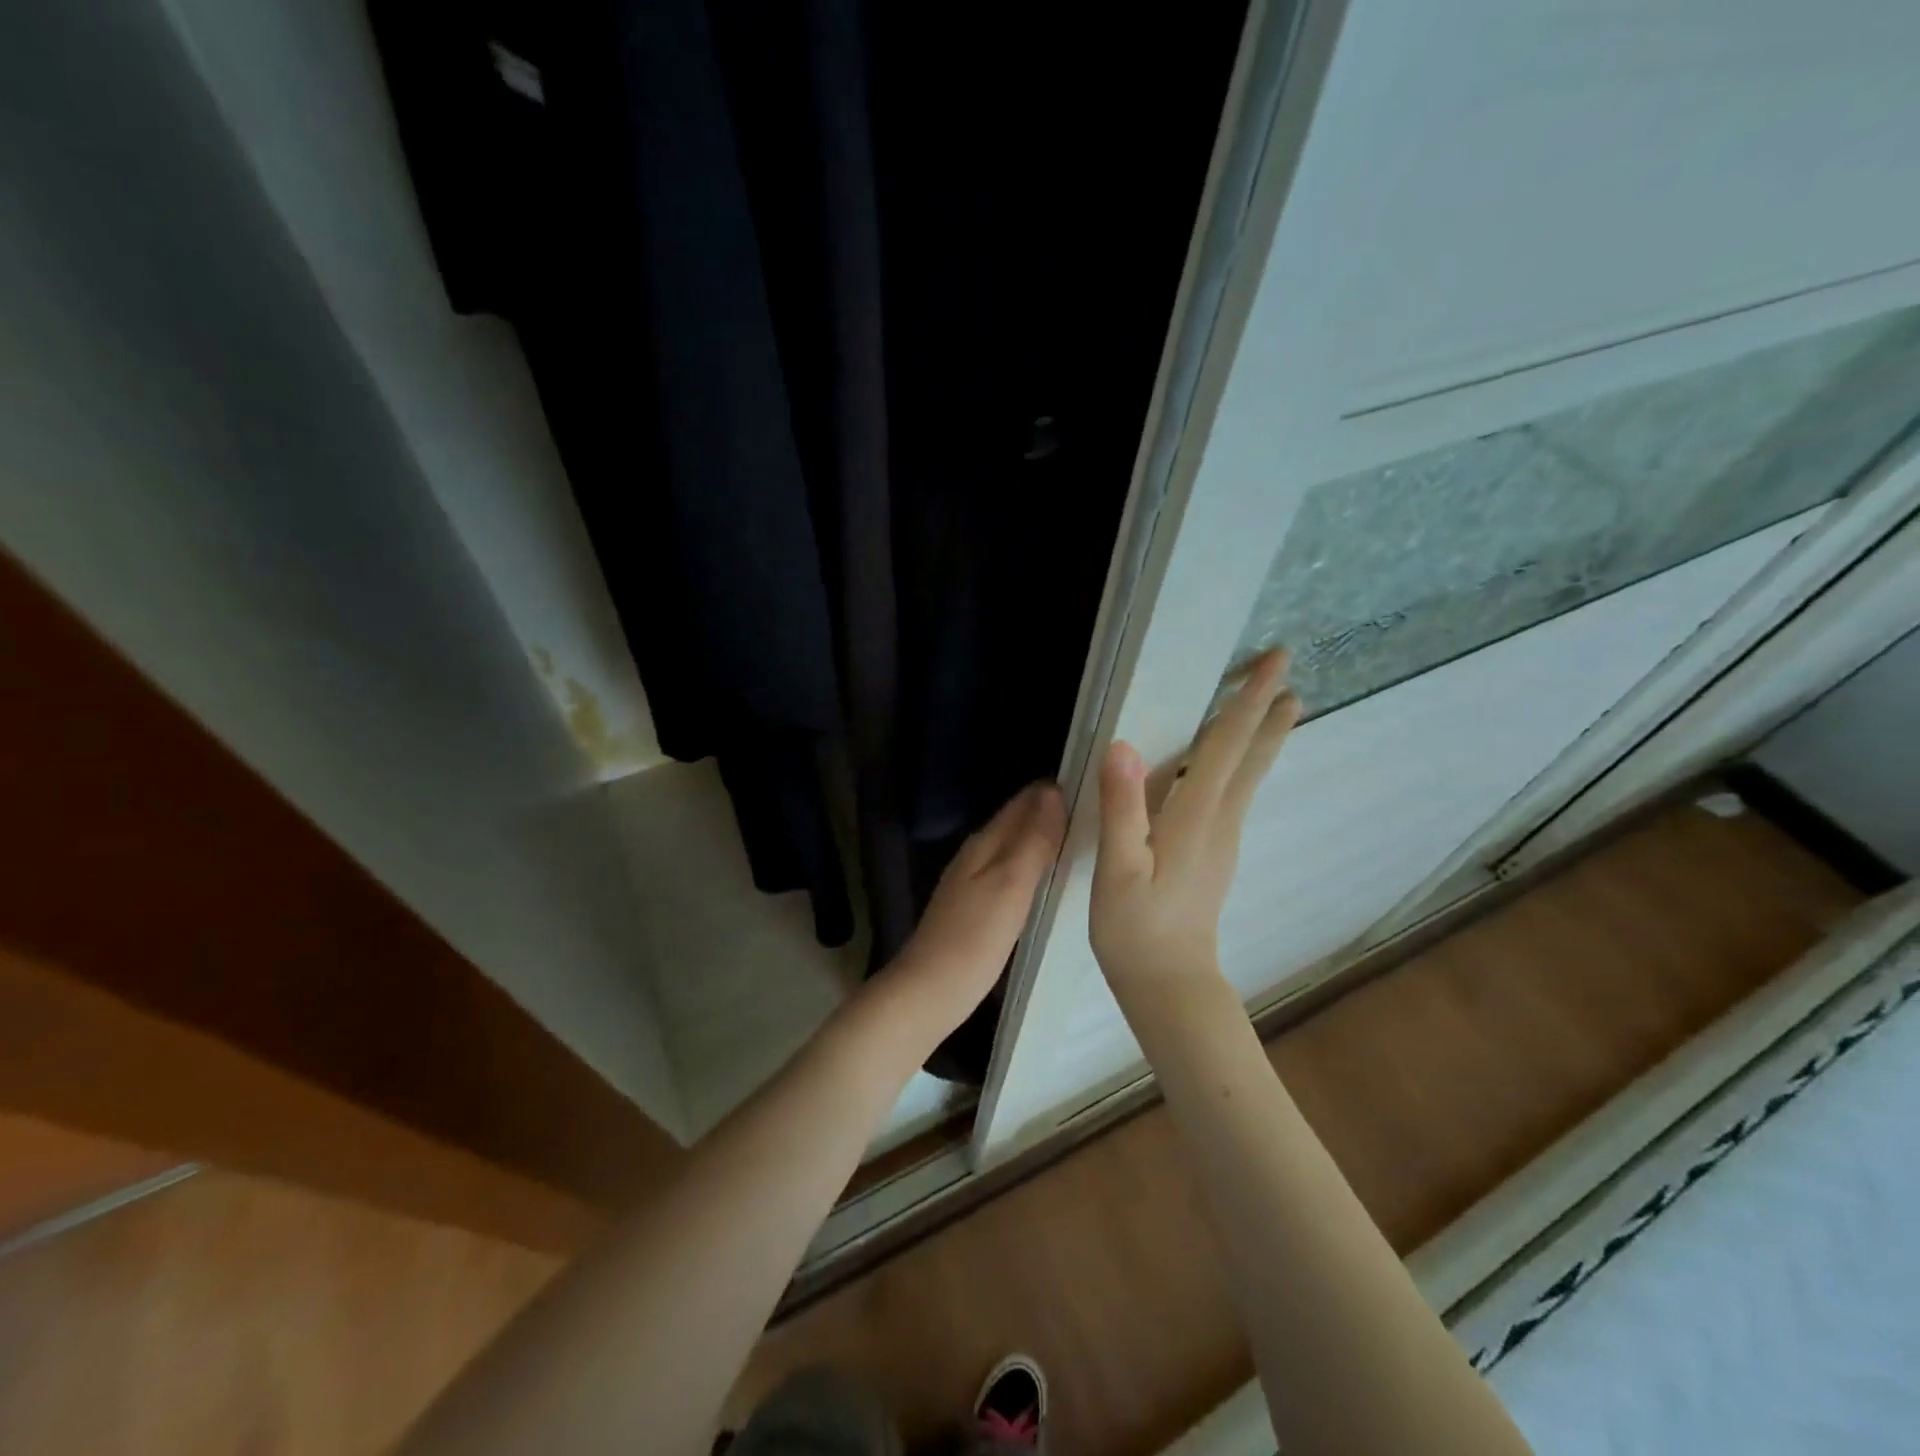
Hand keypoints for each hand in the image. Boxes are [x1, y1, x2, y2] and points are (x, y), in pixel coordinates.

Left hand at [877, 782, 1066, 1045]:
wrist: (930, 991)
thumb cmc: (973, 939)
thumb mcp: (1010, 885)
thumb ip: (1032, 840)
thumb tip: (1052, 792)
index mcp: (984, 843)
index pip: (1022, 802)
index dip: (1052, 790)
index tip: (1092, 780)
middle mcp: (977, 855)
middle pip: (1016, 821)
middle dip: (1049, 810)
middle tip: (1096, 808)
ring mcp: (973, 881)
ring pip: (1014, 846)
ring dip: (1042, 836)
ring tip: (1082, 837)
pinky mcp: (977, 907)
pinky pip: (1011, 871)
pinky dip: (1033, 865)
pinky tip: (1050, 877)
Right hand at [1091, 649, 1299, 993]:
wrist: (1170, 984)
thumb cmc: (1137, 929)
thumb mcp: (1118, 869)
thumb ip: (1122, 807)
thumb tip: (1124, 745)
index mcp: (1196, 817)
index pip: (1225, 746)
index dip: (1247, 702)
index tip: (1275, 663)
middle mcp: (1220, 820)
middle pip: (1250, 757)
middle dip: (1268, 712)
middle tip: (1288, 673)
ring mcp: (1223, 839)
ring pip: (1248, 775)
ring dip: (1261, 736)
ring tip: (1278, 706)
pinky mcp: (1215, 852)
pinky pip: (1234, 793)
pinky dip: (1242, 762)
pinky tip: (1232, 762)